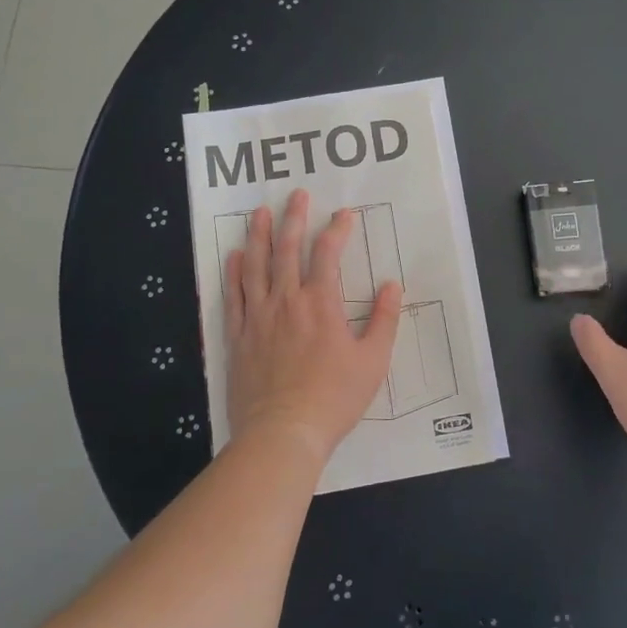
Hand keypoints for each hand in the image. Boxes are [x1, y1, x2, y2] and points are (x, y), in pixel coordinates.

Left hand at [224, 190, 401, 464]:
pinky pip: (233, 296)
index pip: (328, 254)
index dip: (336, 230)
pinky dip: (233, 273)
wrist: (283, 432)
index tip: (344, 214)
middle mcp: (287, 301)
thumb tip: (393, 285)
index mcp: (321, 304)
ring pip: (255, 266)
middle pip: (286, 249)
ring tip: (258, 212)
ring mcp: (258, 317)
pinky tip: (234, 256)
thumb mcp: (373, 361)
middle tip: (295, 195)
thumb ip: (384, 320)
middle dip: (293, 219)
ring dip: (257, 236)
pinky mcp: (238, 336)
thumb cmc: (334, 397)